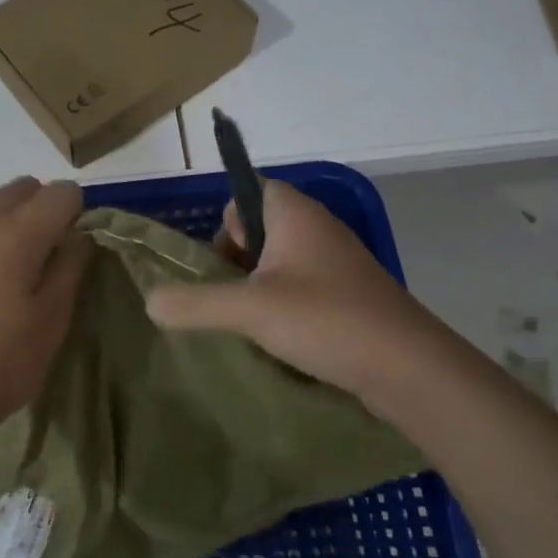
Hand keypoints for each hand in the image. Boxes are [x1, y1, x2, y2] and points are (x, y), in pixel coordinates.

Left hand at [0, 177, 90, 426]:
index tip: (70, 243)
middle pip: (23, 186)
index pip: (62, 193)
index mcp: (20, 235)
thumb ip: (70, 267)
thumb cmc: (3, 363)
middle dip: (41, 206)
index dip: (74, 212)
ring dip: (1, 207)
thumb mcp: (53, 320)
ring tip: (1, 245)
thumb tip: (77, 235)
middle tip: (40, 249)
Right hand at [145, 179, 415, 402]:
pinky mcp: (347, 296)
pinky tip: (274, 338)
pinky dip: (280, 306)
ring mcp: (335, 264)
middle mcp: (316, 229)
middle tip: (226, 297)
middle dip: (233, 260)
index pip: (248, 189)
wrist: (408, 367)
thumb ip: (194, 303)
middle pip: (258, 228)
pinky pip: (300, 288)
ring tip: (245, 323)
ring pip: (278, 262)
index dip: (224, 220)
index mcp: (294, 213)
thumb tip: (150, 300)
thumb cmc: (325, 319)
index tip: (215, 260)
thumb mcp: (249, 309)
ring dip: (254, 288)